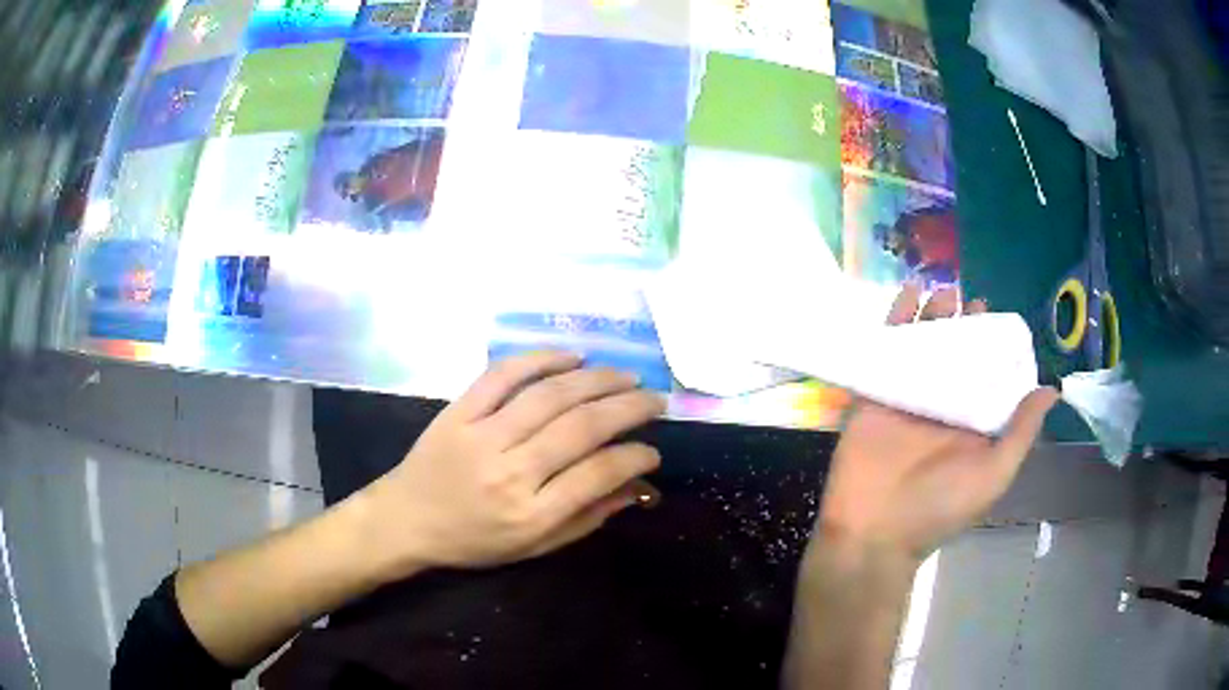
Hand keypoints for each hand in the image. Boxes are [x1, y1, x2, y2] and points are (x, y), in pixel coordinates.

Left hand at [359, 351, 664, 575]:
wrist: (407, 519)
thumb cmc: (474, 541)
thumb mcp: (534, 547)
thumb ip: (587, 518)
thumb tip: (637, 488)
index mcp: (531, 513)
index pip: (598, 474)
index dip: (635, 457)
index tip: (653, 449)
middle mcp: (511, 472)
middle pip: (581, 427)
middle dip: (628, 408)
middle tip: (655, 399)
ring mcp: (481, 435)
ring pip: (550, 395)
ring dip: (596, 379)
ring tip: (625, 376)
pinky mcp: (459, 411)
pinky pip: (503, 375)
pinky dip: (540, 359)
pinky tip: (572, 356)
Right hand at [817, 285, 1058, 564]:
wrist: (873, 531)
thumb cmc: (938, 508)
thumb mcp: (992, 475)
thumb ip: (1020, 432)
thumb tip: (1052, 390)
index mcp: (971, 424)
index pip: (988, 376)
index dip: (995, 347)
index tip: (999, 319)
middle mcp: (943, 406)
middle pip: (956, 356)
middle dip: (965, 326)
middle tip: (972, 301)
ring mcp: (908, 397)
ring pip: (924, 347)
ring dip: (934, 317)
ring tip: (945, 290)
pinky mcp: (876, 393)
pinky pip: (887, 349)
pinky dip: (896, 320)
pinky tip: (908, 294)